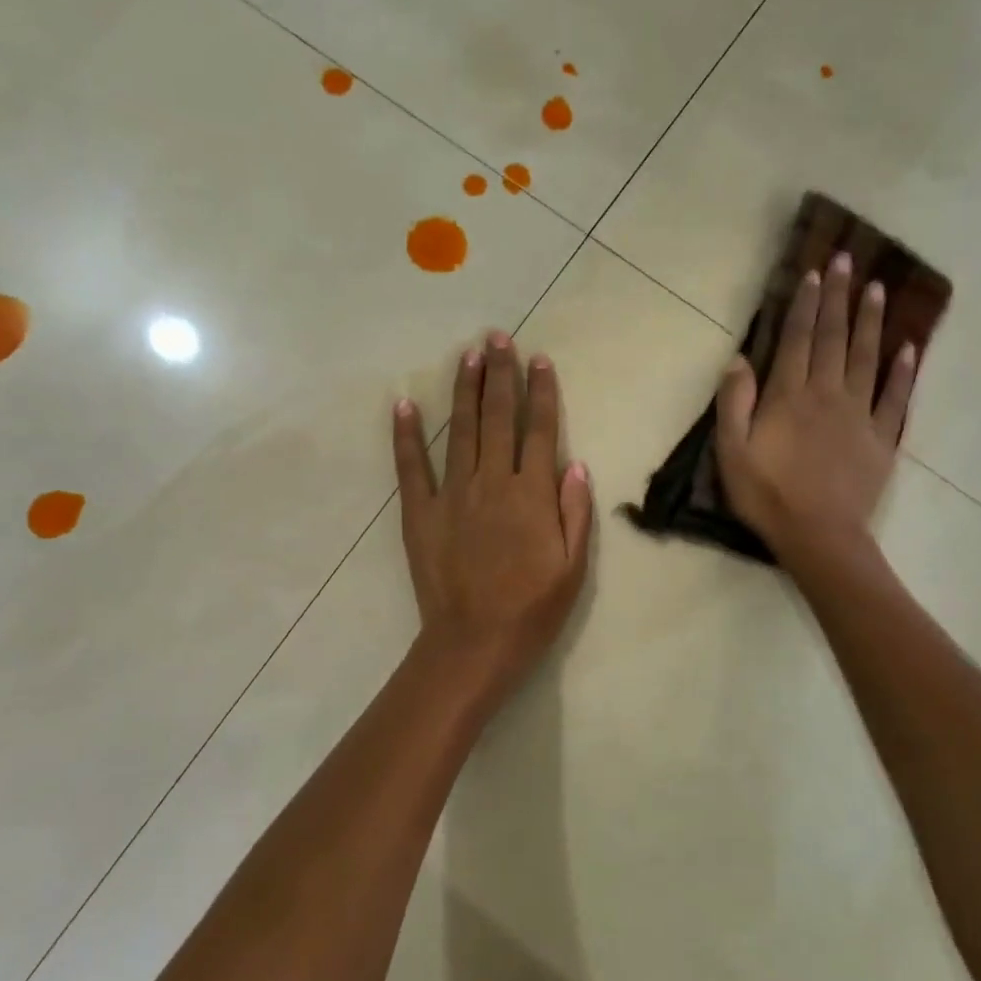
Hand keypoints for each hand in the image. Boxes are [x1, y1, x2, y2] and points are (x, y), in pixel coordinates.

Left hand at [393, 331, 593, 702]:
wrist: (474, 642)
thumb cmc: (532, 609)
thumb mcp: (573, 567)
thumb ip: (574, 513)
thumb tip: (575, 465)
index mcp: (531, 495)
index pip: (539, 431)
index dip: (541, 392)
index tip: (540, 360)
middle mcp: (492, 482)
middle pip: (499, 418)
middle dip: (500, 374)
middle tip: (498, 337)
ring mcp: (452, 494)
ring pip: (461, 430)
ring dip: (465, 390)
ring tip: (467, 354)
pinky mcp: (420, 512)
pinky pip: (412, 466)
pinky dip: (407, 434)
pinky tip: (404, 404)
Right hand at [714, 251, 917, 571]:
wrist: (818, 536)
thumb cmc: (767, 496)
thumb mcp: (731, 452)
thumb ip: (734, 403)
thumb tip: (739, 359)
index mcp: (789, 396)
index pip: (798, 339)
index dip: (806, 305)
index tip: (815, 273)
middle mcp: (827, 394)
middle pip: (835, 338)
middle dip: (840, 298)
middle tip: (848, 261)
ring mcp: (860, 416)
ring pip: (867, 359)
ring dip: (872, 322)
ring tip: (879, 290)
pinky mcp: (881, 440)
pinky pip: (895, 399)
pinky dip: (903, 373)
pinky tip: (909, 349)